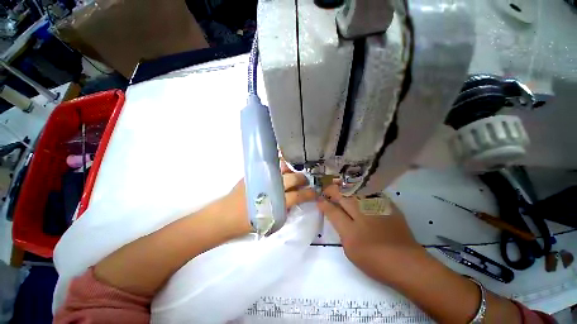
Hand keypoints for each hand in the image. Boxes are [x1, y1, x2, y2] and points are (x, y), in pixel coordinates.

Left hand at [212, 162, 316, 238]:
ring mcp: (262, 178)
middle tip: (304, 180)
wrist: (226, 216)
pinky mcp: (254, 173)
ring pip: (282, 168)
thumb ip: (285, 211)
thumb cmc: (249, 223)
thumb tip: (293, 201)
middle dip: (302, 179)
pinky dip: (278, 166)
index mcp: (277, 202)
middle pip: (293, 178)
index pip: (298, 195)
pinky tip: (280, 169)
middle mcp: (272, 187)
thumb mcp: (272, 222)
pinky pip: (270, 166)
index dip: (308, 193)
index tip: (314, 192)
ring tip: (292, 173)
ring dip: (290, 170)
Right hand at [317, 185, 426, 283]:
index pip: (332, 211)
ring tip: (337, 186)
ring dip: (343, 187)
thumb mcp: (350, 250)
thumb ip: (341, 230)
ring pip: (354, 190)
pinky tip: (356, 190)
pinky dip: (359, 190)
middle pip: (342, 196)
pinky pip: (369, 192)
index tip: (319, 200)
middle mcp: (362, 215)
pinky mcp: (387, 205)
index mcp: (351, 230)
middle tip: (327, 190)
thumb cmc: (375, 261)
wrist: (406, 262)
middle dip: (331, 191)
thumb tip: (335, 216)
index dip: (323, 204)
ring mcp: (375, 208)